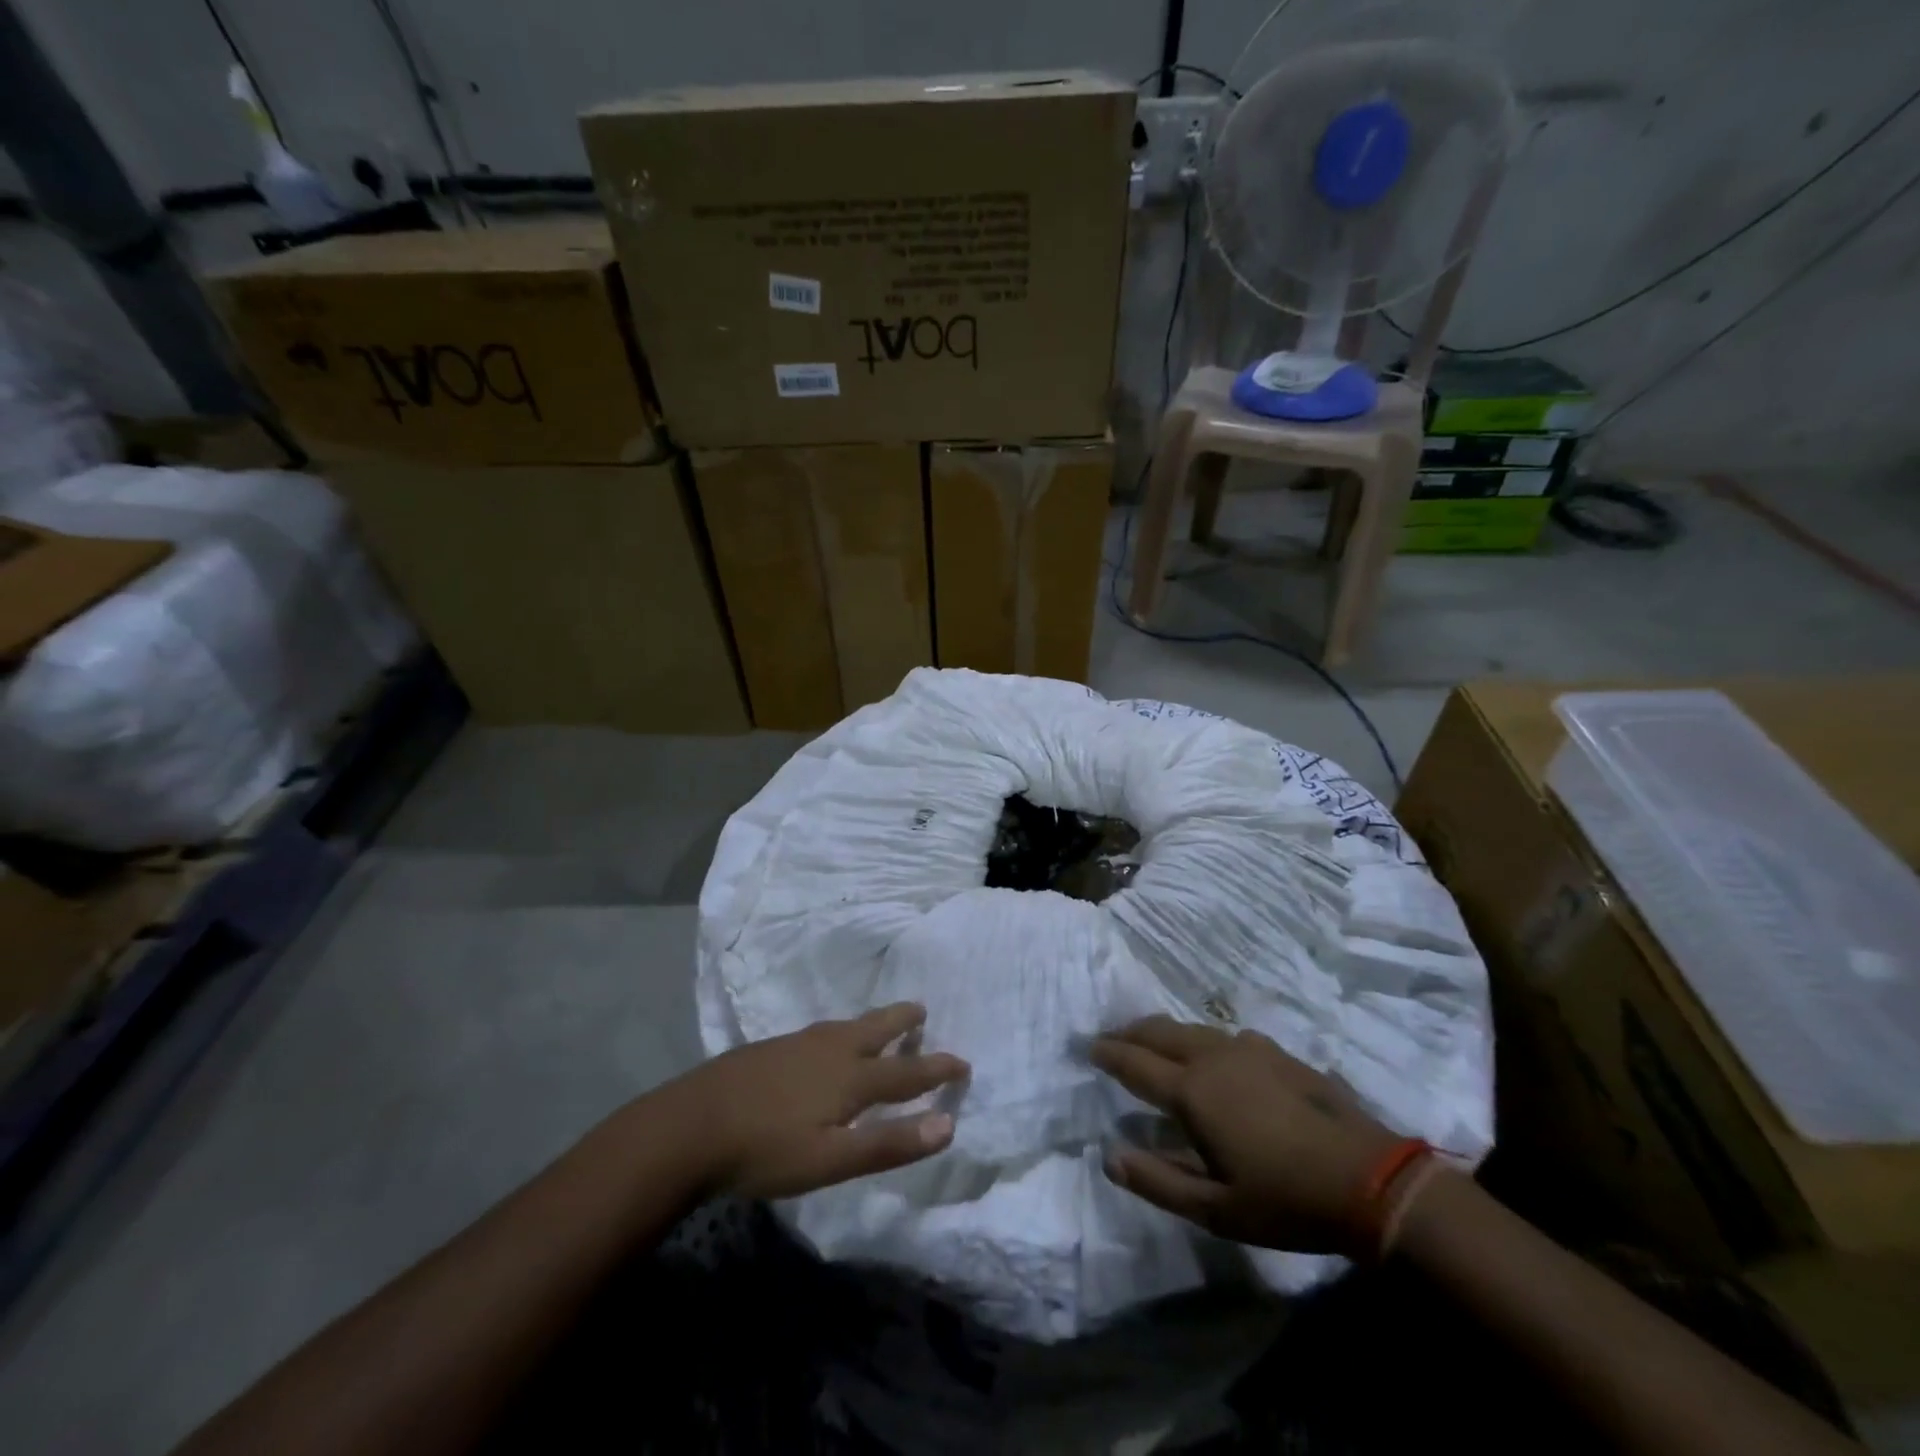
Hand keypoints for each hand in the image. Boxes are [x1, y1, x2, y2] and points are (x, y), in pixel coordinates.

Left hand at [665, 1003, 968, 1199]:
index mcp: (850, 1078)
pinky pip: (822, 1032)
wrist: (690, 1125)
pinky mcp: (772, 1048)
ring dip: (873, 1023)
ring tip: (881, 1023)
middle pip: (876, 1029)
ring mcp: (798, 1044)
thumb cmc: (765, 1150)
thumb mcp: (831, 1161)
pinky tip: (826, 1043)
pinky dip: (842, 1031)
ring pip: (847, 1027)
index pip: (907, 1071)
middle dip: (903, 1021)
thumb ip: (889, 1144)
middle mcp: (830, 1050)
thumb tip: (949, 1124)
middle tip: (922, 1010)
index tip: (963, 1061)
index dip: (937, 1068)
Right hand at [1090, 1016, 1403, 1256]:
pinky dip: (1201, 1040)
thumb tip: (1109, 1157)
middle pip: (1159, 1032)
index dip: (1108, 1053)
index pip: (1135, 1062)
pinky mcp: (1277, 1052)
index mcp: (1192, 1091)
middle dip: (1130, 1033)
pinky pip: (1224, 1035)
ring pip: (1192, 1029)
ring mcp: (1248, 1049)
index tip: (1087, 1047)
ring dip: (1164, 1033)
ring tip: (1153, 1043)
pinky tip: (1213, 1056)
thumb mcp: (1215, 1209)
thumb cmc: (1285, 1200)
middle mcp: (1213, 1057)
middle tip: (1111, 1039)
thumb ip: (1158, 1181)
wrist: (1370, 1180)